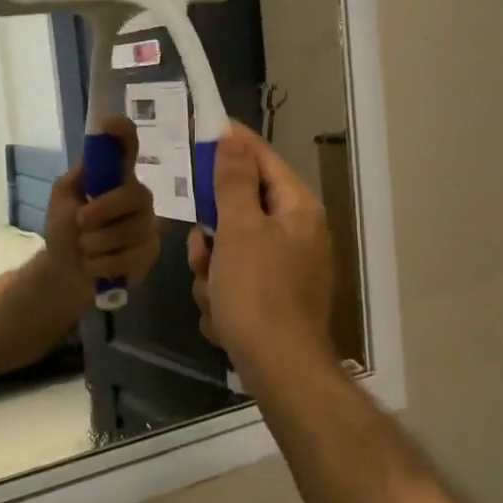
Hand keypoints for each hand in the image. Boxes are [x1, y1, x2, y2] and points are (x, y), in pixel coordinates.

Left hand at [45, 117, 160, 294]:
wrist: (65, 272)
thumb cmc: (65, 230)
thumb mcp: (63, 200)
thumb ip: (77, 178)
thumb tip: (92, 159)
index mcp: (117, 178)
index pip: (127, 147)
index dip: (122, 133)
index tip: (108, 123)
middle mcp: (138, 197)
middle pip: (134, 194)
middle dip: (103, 210)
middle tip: (80, 222)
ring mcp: (147, 226)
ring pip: (128, 231)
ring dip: (95, 244)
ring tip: (86, 249)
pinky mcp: (149, 253)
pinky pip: (128, 258)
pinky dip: (101, 265)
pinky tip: (96, 266)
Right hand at [188, 126, 336, 373]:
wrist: (280, 370)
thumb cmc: (258, 293)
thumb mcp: (239, 229)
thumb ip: (234, 181)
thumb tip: (234, 137)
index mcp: (298, 210)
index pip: (264, 160)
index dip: (234, 145)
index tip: (204, 132)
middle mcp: (299, 235)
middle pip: (243, 210)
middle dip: (215, 233)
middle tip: (202, 248)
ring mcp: (289, 271)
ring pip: (233, 251)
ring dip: (213, 271)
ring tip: (213, 294)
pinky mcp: (276, 301)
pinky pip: (238, 283)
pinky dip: (224, 297)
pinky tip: (223, 318)